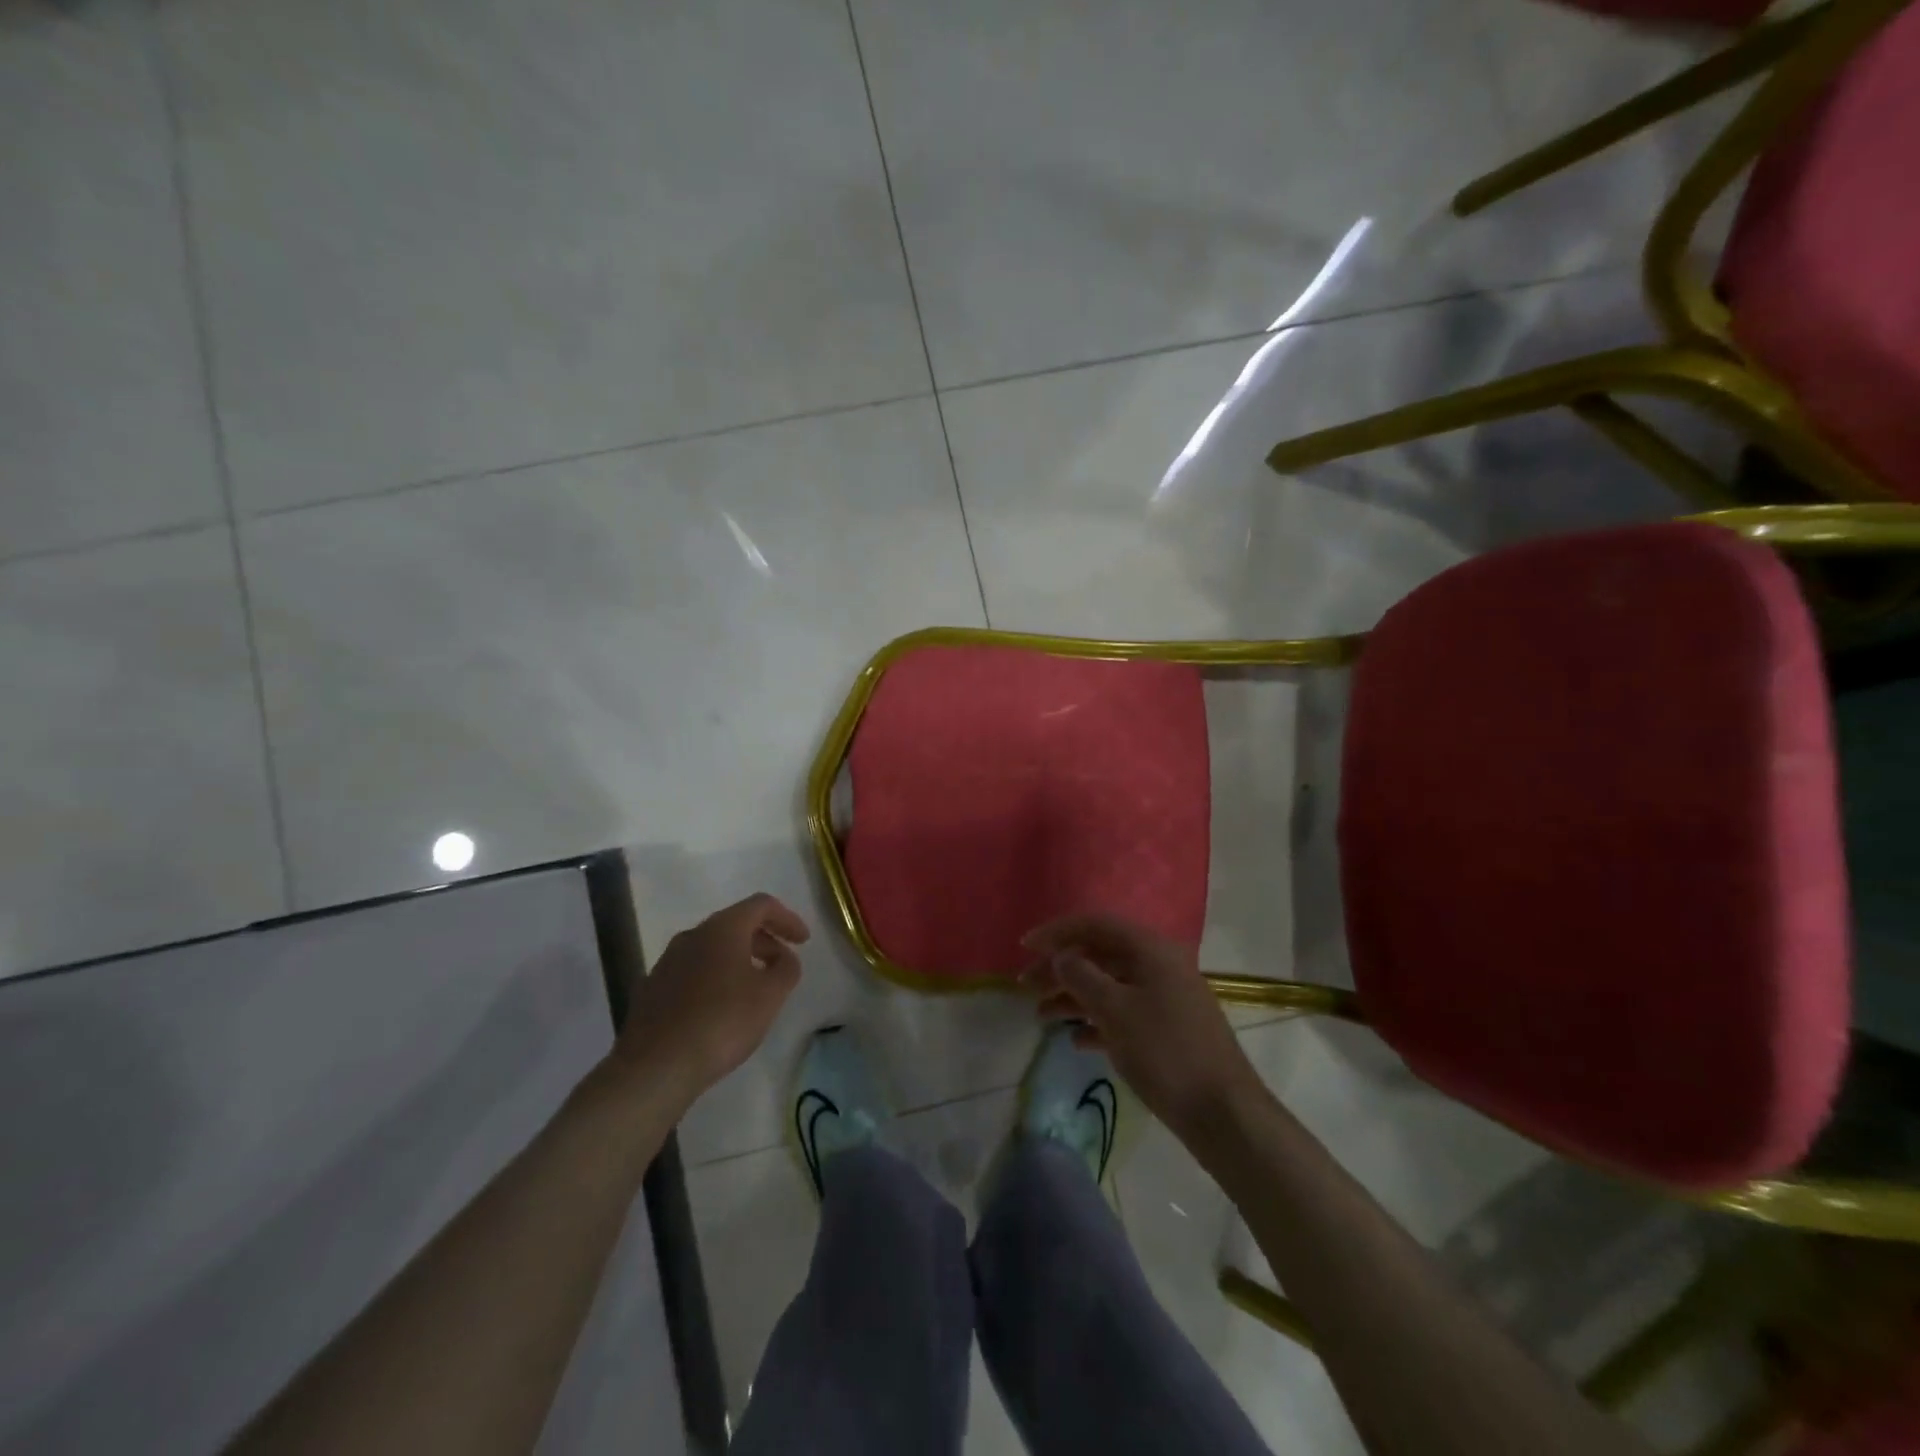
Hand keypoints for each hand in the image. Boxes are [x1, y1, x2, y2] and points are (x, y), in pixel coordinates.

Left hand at [615, 893, 809, 1102]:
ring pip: (712, 948)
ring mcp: (668, 961)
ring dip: (739, 959)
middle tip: (783, 965)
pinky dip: (716, 977)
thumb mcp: (770, 995)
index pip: (761, 905)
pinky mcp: (653, 988)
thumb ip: (787, 968)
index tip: (803, 941)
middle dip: (764, 940)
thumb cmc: (722, 1022)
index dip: (787, 918)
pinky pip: (693, 971)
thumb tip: (784, 957)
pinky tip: (722, 1008)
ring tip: (755, 989)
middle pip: (735, 924)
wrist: (655, 1067)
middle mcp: (692, 935)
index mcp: (722, 928)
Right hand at [1021, 914, 1265, 1140]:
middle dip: (1060, 968)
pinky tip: (1075, 1040)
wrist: (1222, 1112)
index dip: (1056, 932)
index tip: (1024, 947)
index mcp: (1149, 949)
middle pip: (1099, 954)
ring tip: (1041, 1017)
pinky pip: (1123, 1011)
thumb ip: (1081, 977)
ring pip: (1108, 984)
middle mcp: (1158, 963)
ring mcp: (1165, 995)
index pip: (1094, 924)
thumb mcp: (1115, 1011)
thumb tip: (1061, 957)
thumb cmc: (1165, 1052)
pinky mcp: (1167, 1026)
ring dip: (1073, 996)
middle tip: (1025, 987)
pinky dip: (1096, 1021)